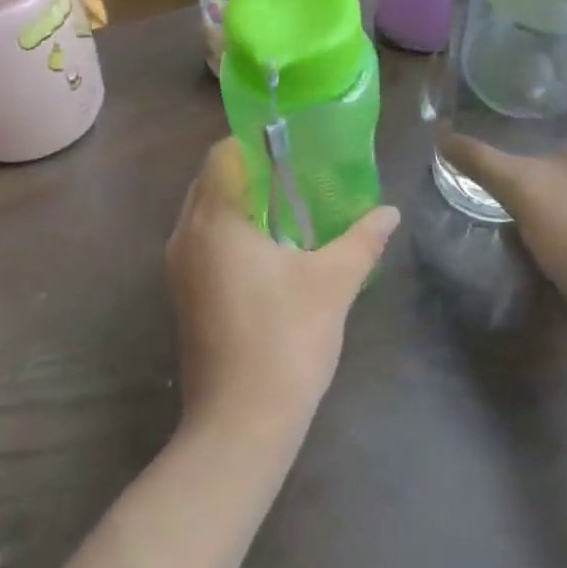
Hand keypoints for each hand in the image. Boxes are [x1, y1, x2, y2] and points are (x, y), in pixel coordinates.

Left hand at [165, 140, 399, 444]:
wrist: (239, 423)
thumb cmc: (286, 341)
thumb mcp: (333, 283)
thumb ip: (362, 240)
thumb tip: (390, 212)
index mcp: (214, 219)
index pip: (221, 155)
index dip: (253, 143)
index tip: (291, 148)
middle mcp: (185, 235)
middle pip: (210, 182)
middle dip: (249, 173)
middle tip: (296, 177)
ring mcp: (177, 269)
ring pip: (203, 215)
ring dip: (238, 205)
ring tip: (287, 212)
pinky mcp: (181, 296)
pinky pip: (201, 244)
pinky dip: (228, 235)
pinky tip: (267, 255)